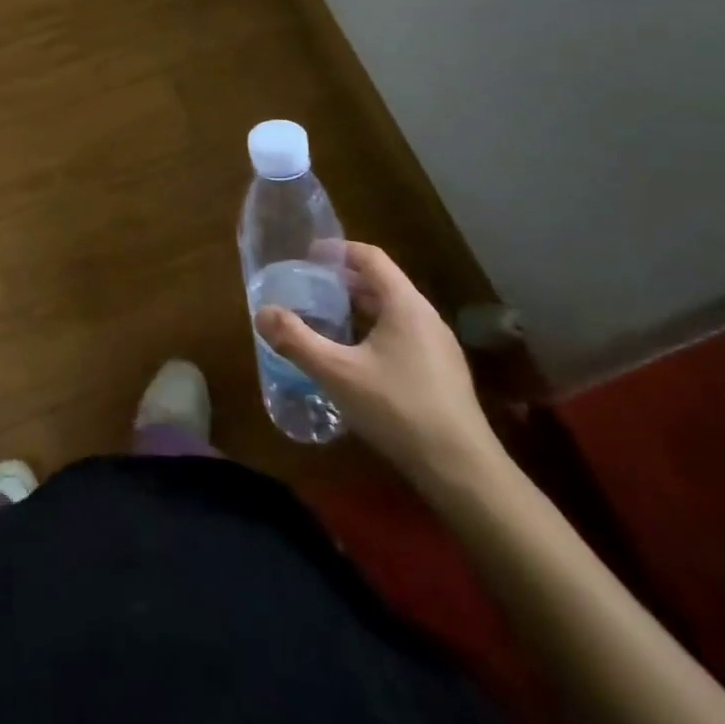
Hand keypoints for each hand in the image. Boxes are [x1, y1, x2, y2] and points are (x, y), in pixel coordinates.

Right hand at [256, 242, 499, 492]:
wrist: (462, 472)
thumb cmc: (397, 409)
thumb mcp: (336, 372)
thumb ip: (296, 340)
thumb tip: (262, 312)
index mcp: (405, 305)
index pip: (371, 257)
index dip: (338, 250)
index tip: (308, 257)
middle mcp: (426, 318)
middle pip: (382, 283)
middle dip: (344, 282)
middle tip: (309, 290)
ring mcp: (439, 348)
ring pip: (393, 313)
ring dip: (359, 310)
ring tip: (327, 322)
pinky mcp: (443, 375)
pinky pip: (403, 337)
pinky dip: (374, 333)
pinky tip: (355, 361)